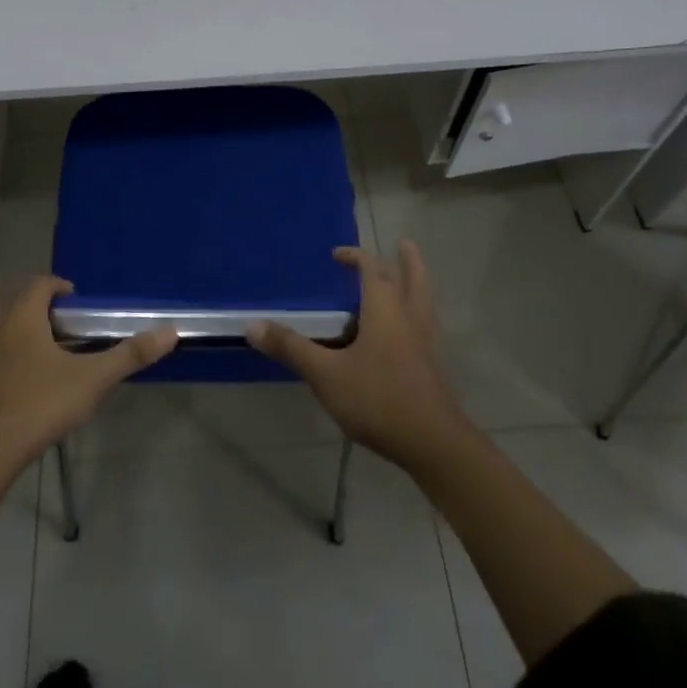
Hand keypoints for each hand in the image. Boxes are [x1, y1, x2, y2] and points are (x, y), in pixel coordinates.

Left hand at [0, 277, 176, 479]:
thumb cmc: (37, 406)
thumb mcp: (91, 381)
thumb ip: (130, 355)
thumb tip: (170, 331)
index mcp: (21, 316)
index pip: (39, 284)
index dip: (58, 286)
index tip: (76, 303)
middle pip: (2, 293)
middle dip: (23, 297)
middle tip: (49, 317)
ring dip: (4, 322)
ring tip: (31, 345)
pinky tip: (13, 378)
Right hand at [248, 240, 466, 470]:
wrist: (433, 444)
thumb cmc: (378, 398)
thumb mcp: (326, 374)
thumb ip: (291, 348)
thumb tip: (252, 325)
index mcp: (385, 308)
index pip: (372, 268)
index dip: (355, 257)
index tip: (337, 255)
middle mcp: (410, 317)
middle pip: (414, 277)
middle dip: (407, 260)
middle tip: (403, 244)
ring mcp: (427, 342)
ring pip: (425, 301)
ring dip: (417, 284)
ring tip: (410, 279)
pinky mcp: (434, 367)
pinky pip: (427, 326)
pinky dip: (418, 314)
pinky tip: (407, 331)